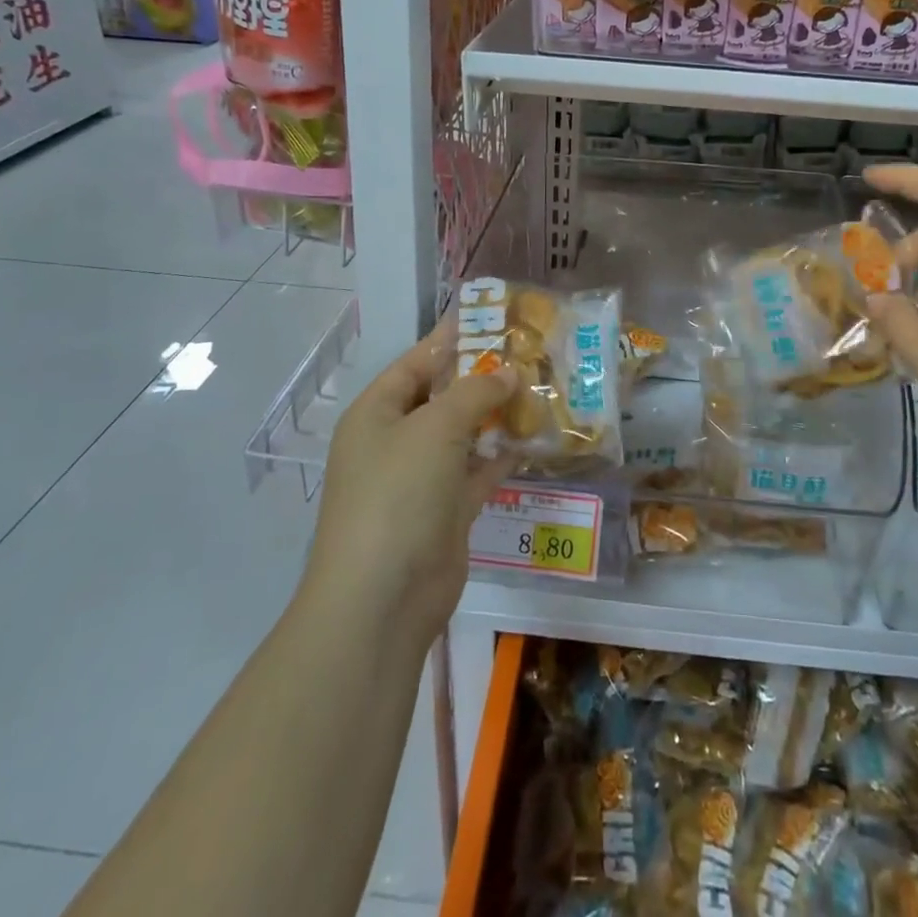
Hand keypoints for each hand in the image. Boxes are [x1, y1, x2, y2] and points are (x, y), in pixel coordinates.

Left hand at [303, 332, 516, 652]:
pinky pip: (478, 472)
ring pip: (464, 434)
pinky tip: (535, 437)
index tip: (492, 319)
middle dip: (482, 377)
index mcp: (376, 413)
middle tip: (529, 353)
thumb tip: (508, 373)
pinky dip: (502, 456)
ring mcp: (421, 479)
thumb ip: (474, 393)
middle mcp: (395, 441)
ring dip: (496, 415)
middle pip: (442, 397)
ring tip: (540, 388)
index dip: (451, 339)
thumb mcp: (435, 428)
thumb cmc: (398, 494)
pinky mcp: (446, 511)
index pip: (415, 362)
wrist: (383, 597)